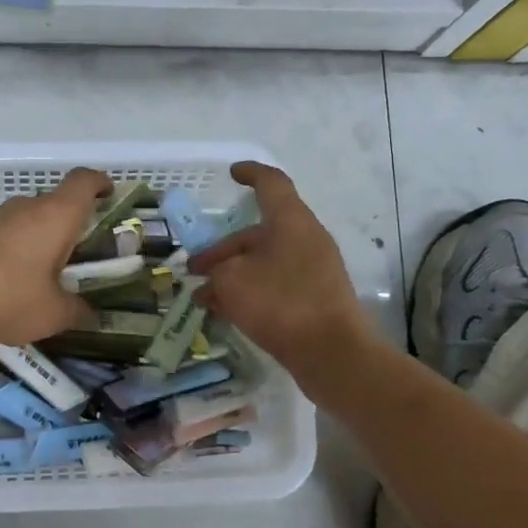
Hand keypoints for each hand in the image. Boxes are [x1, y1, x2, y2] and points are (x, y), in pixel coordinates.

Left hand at [0, 167, 109, 348]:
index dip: (100, 183)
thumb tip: (91, 314)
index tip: (109, 195)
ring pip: (29, 220)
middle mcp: (25, 207)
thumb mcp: (52, 314)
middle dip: (71, 225)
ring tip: (46, 276)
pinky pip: (5, 234)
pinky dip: (16, 250)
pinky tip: (12, 282)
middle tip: (81, 256)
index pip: (84, 181)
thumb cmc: (7, 299)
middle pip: (56, 203)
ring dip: (41, 239)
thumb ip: (78, 310)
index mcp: (55, 215)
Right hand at [189, 162, 372, 373]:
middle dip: (223, 247)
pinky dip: (250, 290)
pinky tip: (225, 312)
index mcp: (291, 220)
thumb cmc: (280, 303)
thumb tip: (217, 272)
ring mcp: (314, 269)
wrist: (332, 354)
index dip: (250, 174)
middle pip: (260, 231)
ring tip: (203, 297)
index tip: (232, 173)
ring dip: (233, 274)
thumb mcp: (232, 280)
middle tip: (195, 267)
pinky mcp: (315, 297)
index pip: (271, 183)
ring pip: (264, 261)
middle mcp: (306, 238)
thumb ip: (217, 268)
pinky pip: (275, 283)